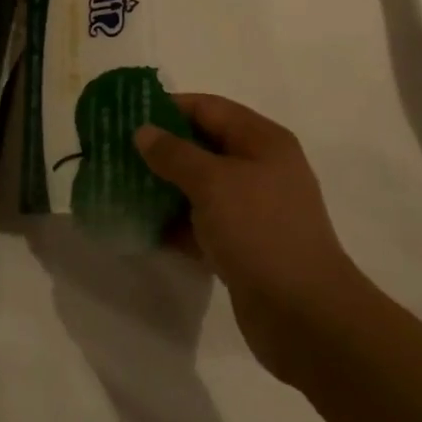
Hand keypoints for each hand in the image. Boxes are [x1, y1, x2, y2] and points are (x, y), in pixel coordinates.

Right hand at [136, 94, 357, 389]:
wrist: (304, 314)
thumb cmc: (260, 230)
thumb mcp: (212, 182)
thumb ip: (174, 153)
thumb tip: (144, 132)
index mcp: (262, 141)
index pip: (209, 108)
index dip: (168, 107)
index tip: (126, 114)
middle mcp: (260, 169)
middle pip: (202, 147)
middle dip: (160, 149)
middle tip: (116, 151)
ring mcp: (252, 210)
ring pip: (199, 187)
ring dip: (163, 187)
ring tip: (120, 186)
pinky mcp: (243, 246)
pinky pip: (201, 224)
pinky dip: (174, 223)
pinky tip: (141, 226)